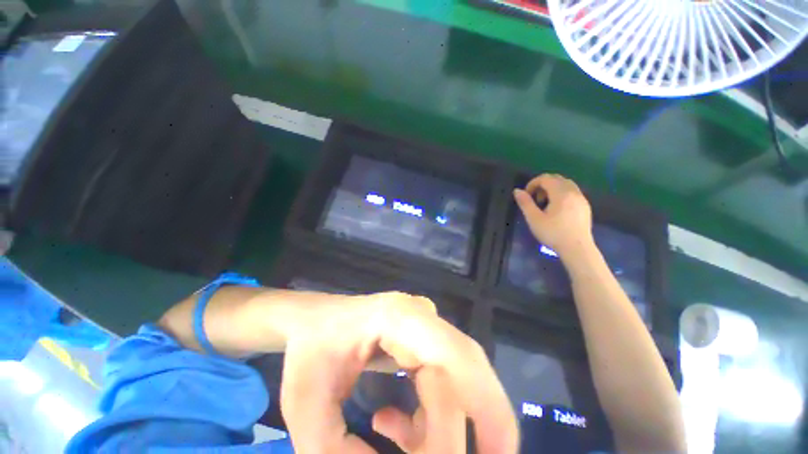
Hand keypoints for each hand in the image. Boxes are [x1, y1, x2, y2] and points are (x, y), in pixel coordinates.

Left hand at [280, 292, 517, 453]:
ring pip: (460, 376)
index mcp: (398, 318)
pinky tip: (388, 421)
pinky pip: (444, 378)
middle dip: (481, 421)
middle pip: (466, 367)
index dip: (476, 411)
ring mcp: (425, 323)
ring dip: (446, 424)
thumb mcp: (308, 410)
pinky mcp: (423, 338)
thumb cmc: (308, 354)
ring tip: (395, 439)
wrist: (314, 322)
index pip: (450, 360)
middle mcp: (421, 315)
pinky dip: (430, 415)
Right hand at [513, 174, 593, 258]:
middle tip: (535, 199)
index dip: (532, 183)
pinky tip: (557, 209)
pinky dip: (561, 193)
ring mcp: (581, 198)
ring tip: (545, 203)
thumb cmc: (553, 233)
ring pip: (566, 184)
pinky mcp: (585, 206)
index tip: (526, 195)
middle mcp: (573, 192)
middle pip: (556, 178)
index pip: (545, 178)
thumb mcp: (534, 219)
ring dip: (552, 188)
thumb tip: (517, 191)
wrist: (577, 249)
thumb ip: (525, 203)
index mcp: (561, 193)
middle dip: (542, 185)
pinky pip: (572, 192)